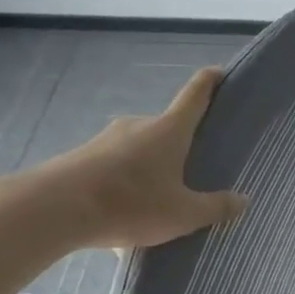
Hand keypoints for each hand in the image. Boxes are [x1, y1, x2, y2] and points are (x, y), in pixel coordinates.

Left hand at [0, 67, 245, 252]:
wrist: (51, 210)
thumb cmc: (130, 203)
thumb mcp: (184, 214)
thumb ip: (216, 207)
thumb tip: (243, 200)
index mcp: (169, 130)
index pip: (195, 95)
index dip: (210, 81)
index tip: (220, 72)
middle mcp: (138, 126)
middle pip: (168, 130)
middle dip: (181, 148)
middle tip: (195, 172)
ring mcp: (106, 140)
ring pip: (140, 153)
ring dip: (151, 173)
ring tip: (159, 207)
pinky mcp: (82, 158)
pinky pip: (115, 171)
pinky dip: (126, 189)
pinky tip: (126, 220)